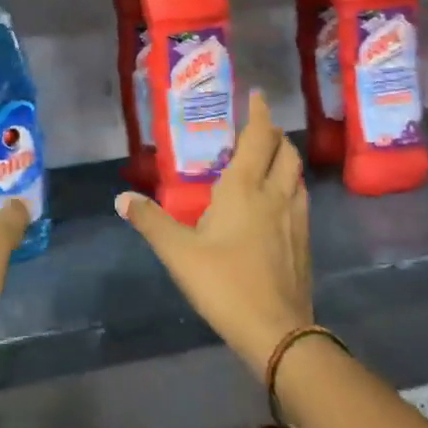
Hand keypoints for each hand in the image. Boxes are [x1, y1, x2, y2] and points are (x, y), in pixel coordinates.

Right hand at [117, 90, 312, 375]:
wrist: (278, 332)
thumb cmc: (225, 283)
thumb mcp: (179, 253)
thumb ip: (151, 222)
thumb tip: (122, 198)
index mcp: (245, 187)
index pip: (258, 137)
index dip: (259, 113)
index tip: (258, 95)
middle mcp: (275, 194)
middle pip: (285, 151)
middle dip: (274, 134)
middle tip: (258, 128)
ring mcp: (295, 218)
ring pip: (297, 175)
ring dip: (286, 158)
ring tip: (268, 159)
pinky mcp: (305, 242)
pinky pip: (300, 199)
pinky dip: (291, 186)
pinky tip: (278, 203)